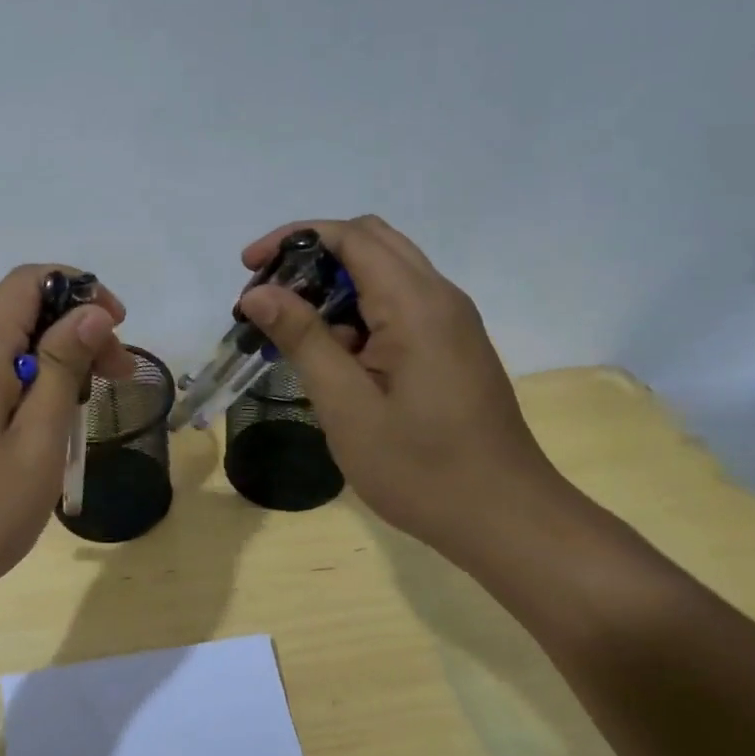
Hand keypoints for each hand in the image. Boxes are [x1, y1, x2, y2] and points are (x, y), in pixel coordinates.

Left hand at [0, 265, 130, 618]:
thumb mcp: (37, 441)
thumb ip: (62, 367)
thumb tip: (90, 311)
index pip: (30, 280)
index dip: (82, 292)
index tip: (118, 332)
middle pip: (18, 309)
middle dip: (74, 330)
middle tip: (115, 379)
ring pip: (3, 342)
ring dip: (51, 360)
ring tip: (81, 409)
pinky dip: (22, 381)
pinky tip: (40, 426)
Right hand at [236, 216, 566, 553]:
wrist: (505, 519)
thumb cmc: (421, 468)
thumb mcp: (346, 406)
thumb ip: (304, 340)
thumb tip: (260, 294)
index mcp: (416, 305)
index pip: (351, 236)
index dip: (293, 238)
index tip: (248, 268)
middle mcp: (440, 298)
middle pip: (370, 242)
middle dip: (310, 256)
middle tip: (266, 296)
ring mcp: (451, 322)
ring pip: (383, 273)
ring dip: (331, 286)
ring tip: (288, 329)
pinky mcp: (451, 346)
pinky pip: (398, 305)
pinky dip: (355, 311)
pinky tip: (332, 355)